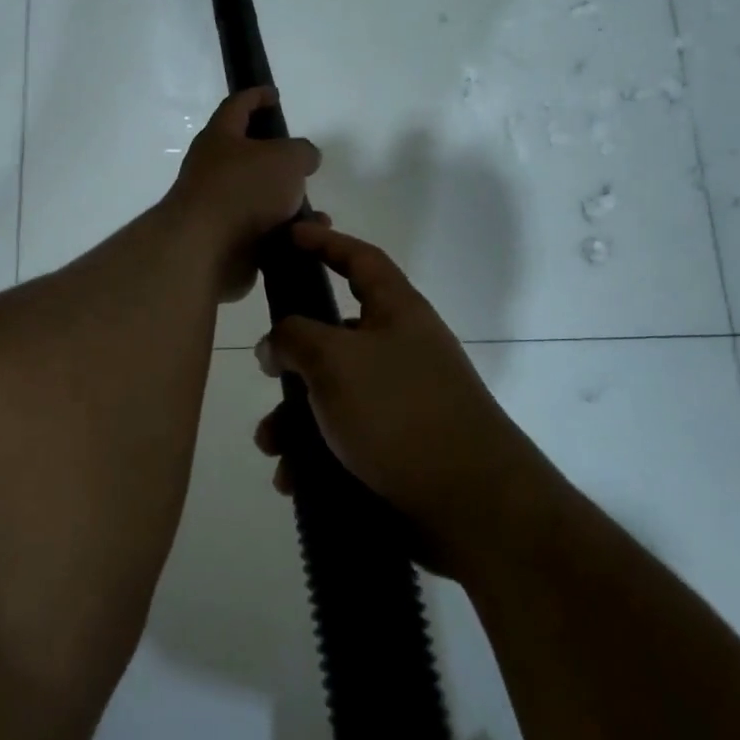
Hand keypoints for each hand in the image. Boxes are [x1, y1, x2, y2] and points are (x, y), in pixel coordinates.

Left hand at [165, 87, 320, 301]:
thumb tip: (303, 158)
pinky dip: (285, 233)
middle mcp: (213, 169)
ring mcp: (218, 207)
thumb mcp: (286, 158)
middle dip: (276, 159)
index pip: (237, 106)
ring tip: (317, 212)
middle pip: (247, 156)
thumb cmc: (244, 189)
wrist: (206, 250)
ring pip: (259, 198)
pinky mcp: (226, 240)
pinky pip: (262, 231)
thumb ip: (301, 151)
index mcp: (220, 138)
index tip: (274, 95)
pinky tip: (306, 237)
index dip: (256, 96)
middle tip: (302, 162)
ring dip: (287, 203)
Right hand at [252, 221, 540, 567]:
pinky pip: (343, 440)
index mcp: (397, 313)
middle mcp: (401, 350)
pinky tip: (294, 480)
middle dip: (294, 358)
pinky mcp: (399, 449)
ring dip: (294, 420)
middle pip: (335, 335)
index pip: (360, 259)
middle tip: (266, 372)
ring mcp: (402, 401)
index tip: (290, 235)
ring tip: (272, 447)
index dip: (325, 241)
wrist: (473, 505)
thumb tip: (276, 343)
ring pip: (332, 395)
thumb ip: (294, 337)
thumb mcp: (335, 360)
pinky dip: (314, 455)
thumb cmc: (400, 412)